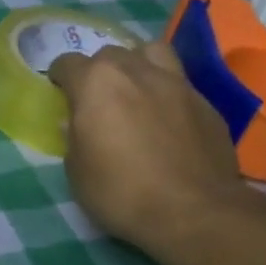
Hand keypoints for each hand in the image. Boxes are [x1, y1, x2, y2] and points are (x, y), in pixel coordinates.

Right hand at [49, 39, 254, 252]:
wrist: (192, 211)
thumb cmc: (121, 192)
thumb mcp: (76, 171)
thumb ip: (73, 138)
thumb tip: (77, 124)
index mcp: (96, 84)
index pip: (68, 63)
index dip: (60, 78)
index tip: (60, 94)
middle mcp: (136, 71)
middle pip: (110, 54)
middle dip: (99, 71)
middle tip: (97, 100)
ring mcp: (176, 83)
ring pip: (152, 53)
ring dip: (138, 65)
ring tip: (135, 91)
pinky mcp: (206, 103)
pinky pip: (179, 84)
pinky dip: (166, 94)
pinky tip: (167, 120)